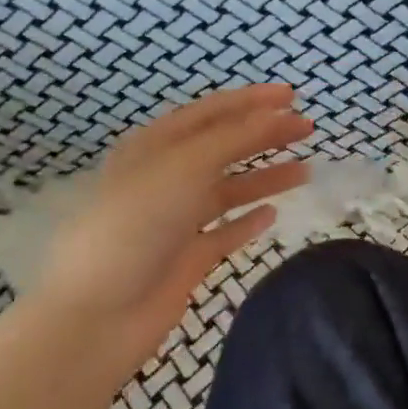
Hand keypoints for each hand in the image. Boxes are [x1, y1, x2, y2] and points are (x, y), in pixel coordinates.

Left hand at [35, 84, 310, 387]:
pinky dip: (248, 221)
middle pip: (223, 147)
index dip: (251, 100)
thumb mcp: (186, 165)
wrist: (100, 312)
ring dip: (265, 177)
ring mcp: (176, 220)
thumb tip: (277, 114)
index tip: (292, 95)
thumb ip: (235, 137)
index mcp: (155, 146)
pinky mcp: (187, 257)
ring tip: (305, 171)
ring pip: (229, 189)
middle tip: (307, 129)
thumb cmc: (138, 224)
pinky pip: (225, 232)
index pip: (210, 112)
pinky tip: (273, 214)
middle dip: (265, 134)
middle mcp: (166, 178)